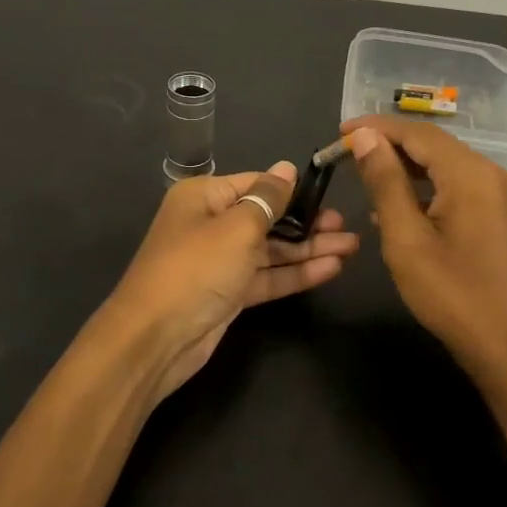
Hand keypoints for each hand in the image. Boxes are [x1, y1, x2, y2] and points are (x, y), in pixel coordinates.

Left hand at [104, 162, 359, 403]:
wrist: (155, 338)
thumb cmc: (196, 268)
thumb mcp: (237, 227)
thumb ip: (269, 198)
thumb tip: (287, 168)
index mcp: (204, 197)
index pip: (256, 184)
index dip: (292, 189)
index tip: (330, 193)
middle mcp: (211, 224)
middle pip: (267, 218)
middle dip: (307, 222)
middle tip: (346, 225)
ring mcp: (220, 261)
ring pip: (271, 250)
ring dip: (308, 249)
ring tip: (351, 246)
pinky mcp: (229, 294)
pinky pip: (267, 276)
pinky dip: (296, 273)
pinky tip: (331, 268)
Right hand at [343, 115, 506, 386]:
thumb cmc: (452, 295)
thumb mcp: (406, 238)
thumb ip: (385, 182)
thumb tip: (365, 138)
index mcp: (471, 174)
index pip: (417, 133)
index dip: (376, 128)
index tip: (339, 133)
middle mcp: (492, 174)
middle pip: (435, 145)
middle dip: (390, 144)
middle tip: (347, 153)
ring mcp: (502, 195)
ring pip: (447, 165)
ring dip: (407, 165)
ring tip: (366, 175)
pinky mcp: (502, 215)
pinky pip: (459, 186)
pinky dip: (427, 187)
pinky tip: (400, 205)